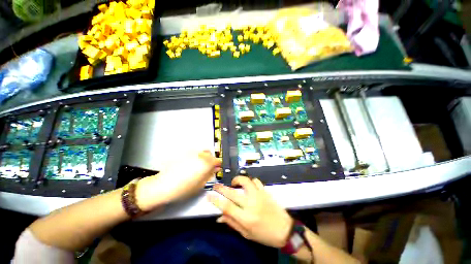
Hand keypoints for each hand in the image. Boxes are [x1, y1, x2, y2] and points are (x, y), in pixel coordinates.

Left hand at [135, 150, 220, 210]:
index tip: (216, 168)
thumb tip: (215, 170)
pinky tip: (189, 165)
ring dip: (202, 157)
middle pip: (210, 154)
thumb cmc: (183, 188)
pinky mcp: (183, 152)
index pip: (217, 160)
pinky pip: (193, 152)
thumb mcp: (201, 184)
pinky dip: (194, 157)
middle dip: (210, 160)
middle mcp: (200, 155)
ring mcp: (191, 152)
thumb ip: (210, 174)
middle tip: (206, 168)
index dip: (217, 165)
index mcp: (206, 163)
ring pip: (201, 152)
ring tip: (197, 166)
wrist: (164, 185)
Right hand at [209, 176, 292, 247]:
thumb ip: (232, 223)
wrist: (285, 230)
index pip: (227, 207)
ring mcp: (259, 195)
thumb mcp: (247, 234)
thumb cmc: (265, 235)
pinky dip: (250, 181)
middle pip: (232, 193)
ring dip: (237, 180)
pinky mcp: (265, 191)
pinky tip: (248, 185)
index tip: (209, 195)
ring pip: (245, 181)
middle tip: (216, 185)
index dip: (216, 200)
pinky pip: (256, 181)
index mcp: (246, 218)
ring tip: (234, 183)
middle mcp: (251, 204)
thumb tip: (219, 217)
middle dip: (221, 188)